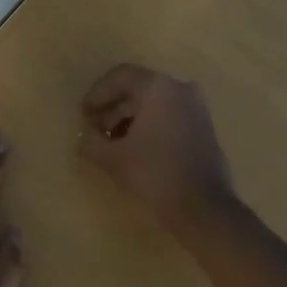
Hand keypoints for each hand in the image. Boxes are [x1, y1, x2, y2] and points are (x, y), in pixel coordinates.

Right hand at [79, 64, 236, 227]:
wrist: (204, 209)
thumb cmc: (155, 175)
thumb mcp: (113, 159)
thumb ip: (92, 141)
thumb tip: (86, 136)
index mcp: (159, 87)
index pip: (121, 76)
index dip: (97, 93)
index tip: (83, 114)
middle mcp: (181, 89)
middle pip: (138, 90)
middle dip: (112, 109)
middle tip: (94, 131)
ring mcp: (197, 108)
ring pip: (154, 104)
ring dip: (130, 119)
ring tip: (111, 144)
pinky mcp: (204, 128)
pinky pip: (170, 116)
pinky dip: (150, 126)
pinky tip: (134, 149)